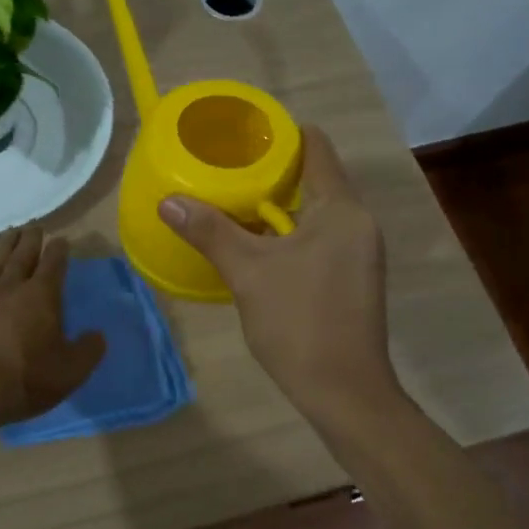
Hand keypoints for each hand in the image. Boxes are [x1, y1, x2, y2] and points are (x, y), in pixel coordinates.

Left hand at [0, 225, 106, 426]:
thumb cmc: (26, 378)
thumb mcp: (71, 370)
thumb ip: (89, 350)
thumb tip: (98, 335)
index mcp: (42, 296)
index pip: (54, 263)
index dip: (60, 250)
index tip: (63, 239)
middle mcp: (12, 288)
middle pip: (23, 255)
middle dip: (31, 239)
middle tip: (35, 225)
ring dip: (6, 246)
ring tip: (11, 232)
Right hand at [159, 126, 397, 419]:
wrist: (344, 393)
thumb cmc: (299, 322)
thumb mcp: (248, 272)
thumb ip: (210, 231)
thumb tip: (169, 201)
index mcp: (341, 209)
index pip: (317, 148)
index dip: (281, 135)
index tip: (242, 135)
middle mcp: (358, 223)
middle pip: (316, 179)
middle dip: (272, 173)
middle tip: (226, 169)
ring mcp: (359, 253)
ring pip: (316, 213)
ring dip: (278, 207)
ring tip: (233, 203)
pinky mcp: (353, 278)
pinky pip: (320, 238)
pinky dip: (290, 234)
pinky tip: (256, 246)